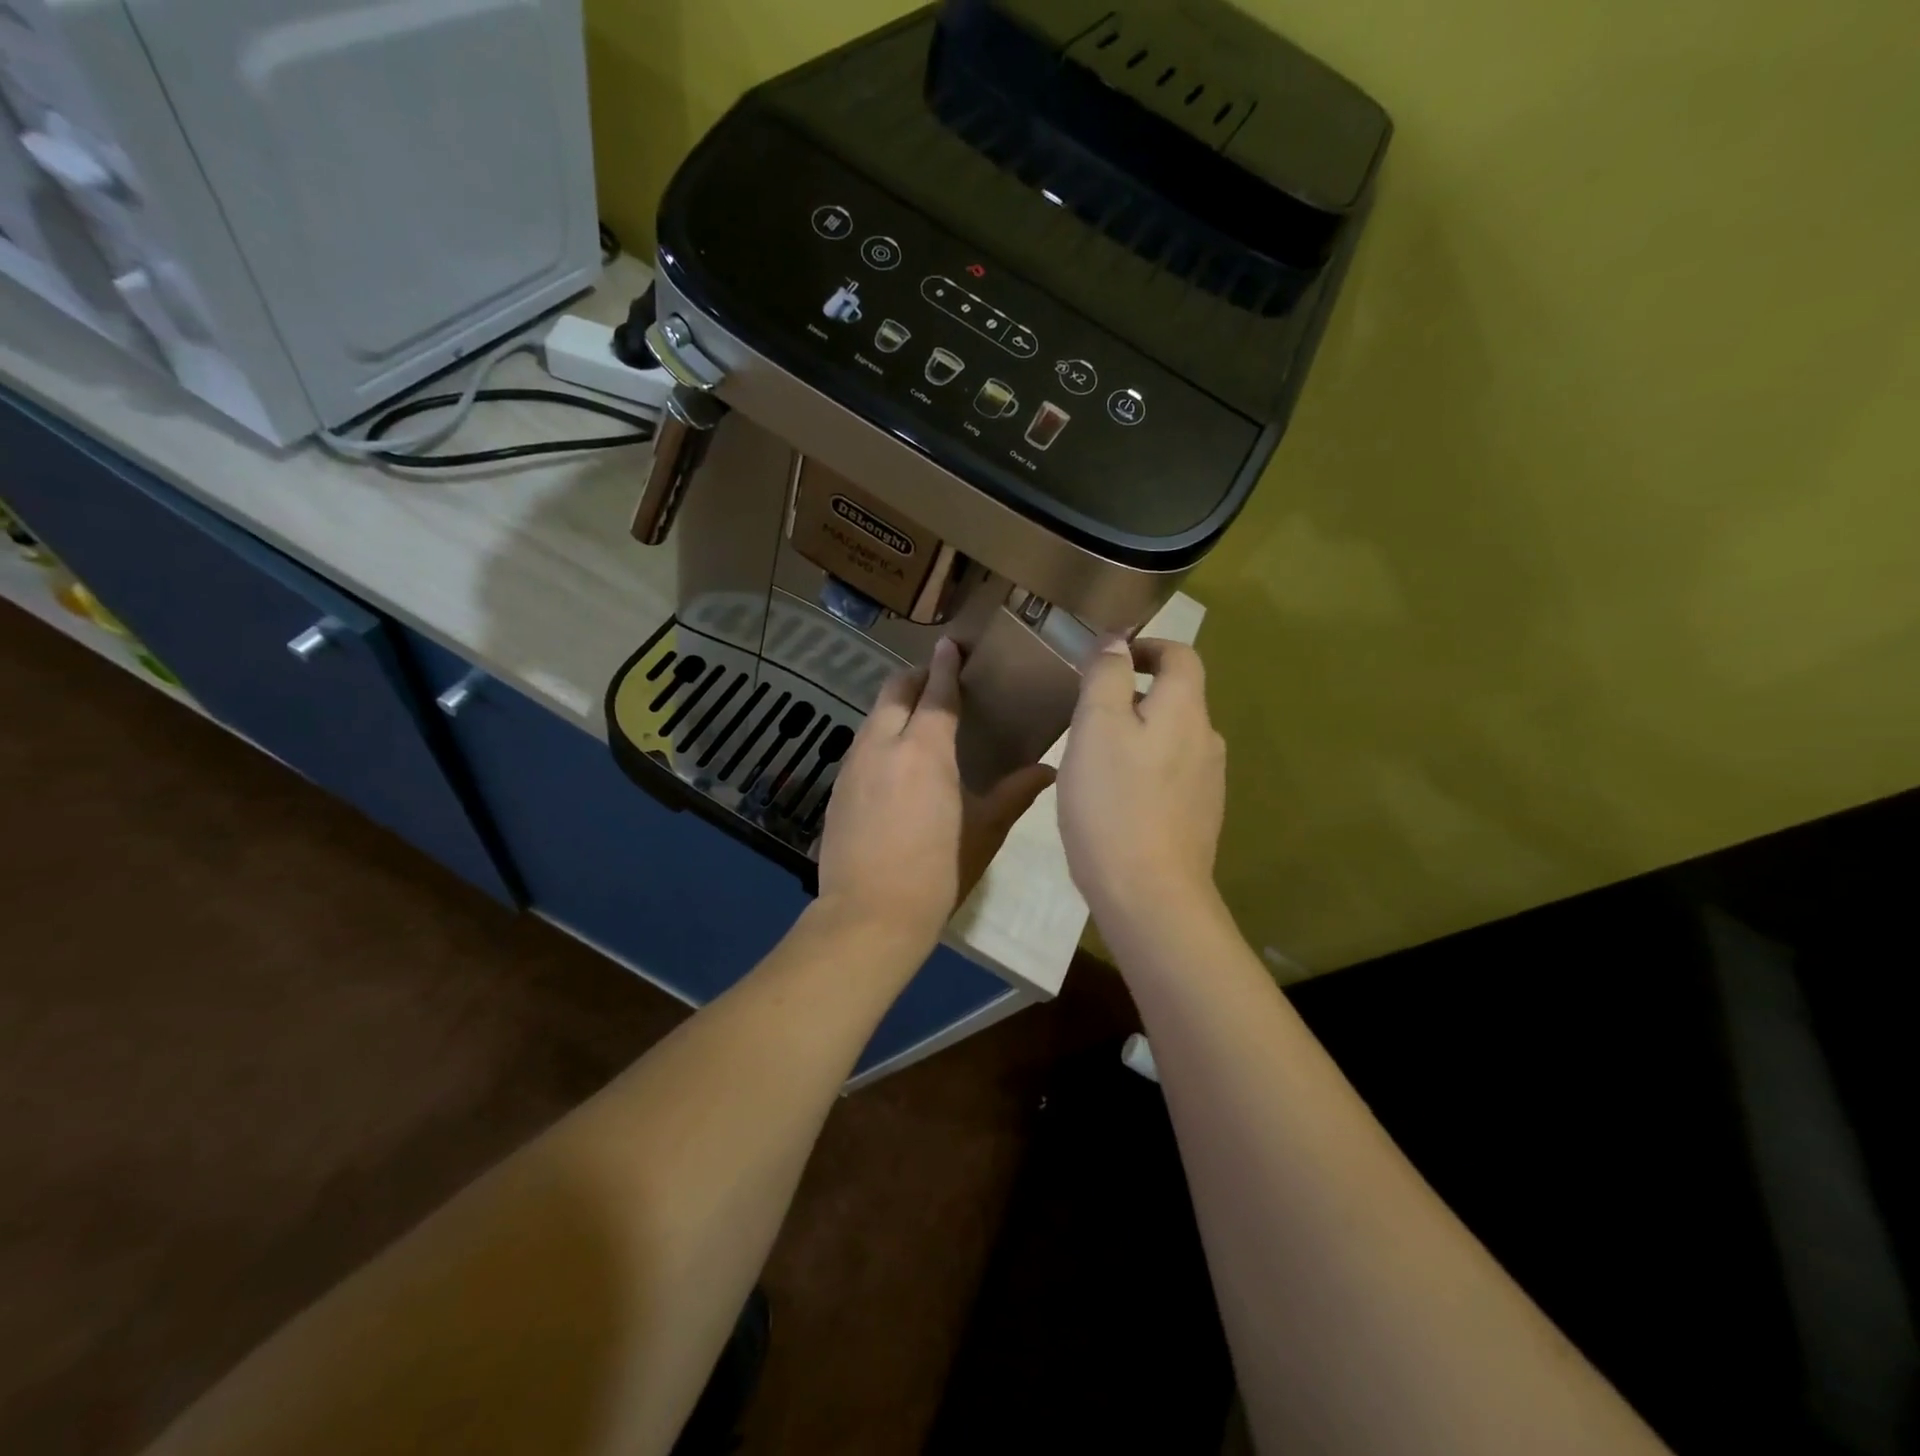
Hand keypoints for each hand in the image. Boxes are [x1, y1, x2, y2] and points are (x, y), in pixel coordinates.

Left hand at [816, 638, 1056, 949]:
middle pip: (894, 691)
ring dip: (895, 706)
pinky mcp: (838, 788)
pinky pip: (862, 744)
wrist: (869, 916)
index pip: (935, 690)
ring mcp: (854, 765)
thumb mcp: (983, 832)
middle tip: (938, 681)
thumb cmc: (937, 872)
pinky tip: (894, 761)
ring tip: (918, 719)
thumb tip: (1049, 770)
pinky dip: (880, 735)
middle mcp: (883, 744)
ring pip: (873, 716)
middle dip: (915, 677)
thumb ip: (1014, 794)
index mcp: (925, 748)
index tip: (951, 644)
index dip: (944, 664)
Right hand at [1057, 637, 1226, 926]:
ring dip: (1138, 735)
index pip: (1180, 655)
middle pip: (1177, 698)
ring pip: (1172, 739)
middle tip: (1087, 715)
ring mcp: (1208, 783)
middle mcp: (1206, 740)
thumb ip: (1107, 676)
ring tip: (1095, 759)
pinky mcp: (1200, 818)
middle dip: (1134, 695)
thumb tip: (1117, 642)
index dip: (1147, 647)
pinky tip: (1116, 800)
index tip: (1109, 661)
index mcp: (1185, 710)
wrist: (1150, 894)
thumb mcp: (1097, 727)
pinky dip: (1145, 771)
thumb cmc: (1114, 803)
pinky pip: (1171, 776)